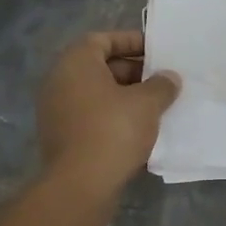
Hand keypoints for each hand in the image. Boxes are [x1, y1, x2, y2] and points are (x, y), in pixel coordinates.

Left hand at [36, 30, 180, 197]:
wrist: (80, 185)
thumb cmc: (113, 131)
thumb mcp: (146, 104)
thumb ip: (161, 85)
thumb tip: (169, 78)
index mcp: (75, 63)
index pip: (103, 39)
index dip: (131, 41)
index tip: (156, 51)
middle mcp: (59, 81)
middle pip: (100, 66)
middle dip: (133, 71)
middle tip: (162, 81)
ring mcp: (57, 111)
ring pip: (97, 94)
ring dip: (125, 96)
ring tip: (156, 105)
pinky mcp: (61, 137)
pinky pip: (91, 116)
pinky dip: (113, 117)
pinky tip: (139, 129)